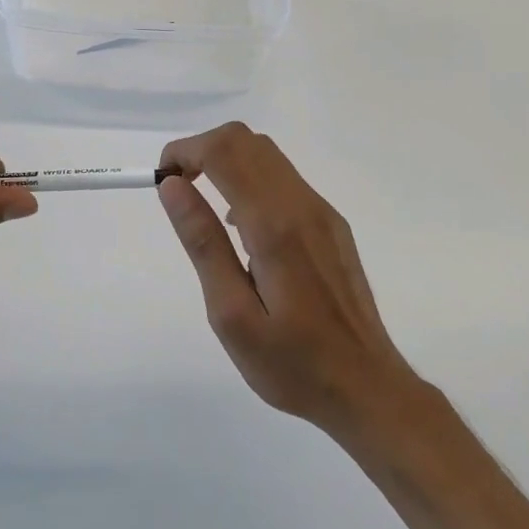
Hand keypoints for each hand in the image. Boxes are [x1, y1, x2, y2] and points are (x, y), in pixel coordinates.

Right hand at [157, 122, 421, 438]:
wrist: (367, 387)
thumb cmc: (292, 363)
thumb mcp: (231, 314)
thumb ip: (202, 243)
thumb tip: (173, 187)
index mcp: (274, 225)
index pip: (224, 151)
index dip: (185, 150)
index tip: (162, 179)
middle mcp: (302, 205)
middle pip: (246, 141)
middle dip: (203, 150)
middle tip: (178, 189)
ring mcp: (322, 212)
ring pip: (267, 155)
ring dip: (227, 162)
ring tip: (204, 207)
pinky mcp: (332, 224)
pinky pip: (284, 179)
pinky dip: (251, 179)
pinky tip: (242, 228)